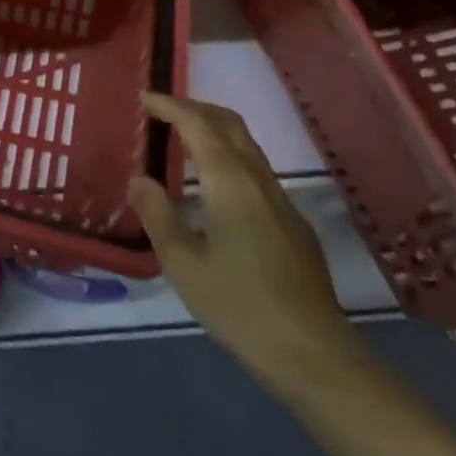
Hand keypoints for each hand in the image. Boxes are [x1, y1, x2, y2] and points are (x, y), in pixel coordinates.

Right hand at [130, 93, 359, 388]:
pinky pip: (256, 171)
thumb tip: (139, 179)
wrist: (315, 356)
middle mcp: (258, 179)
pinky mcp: (294, 224)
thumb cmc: (240, 306)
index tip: (143, 99)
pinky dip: (229, 157)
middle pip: (228, 123)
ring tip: (184, 142)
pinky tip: (216, 189)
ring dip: (214, 131)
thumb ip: (158, 215)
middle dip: (194, 108)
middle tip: (162, 111)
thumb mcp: (183, 264)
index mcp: (229, 181)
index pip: (197, 123)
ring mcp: (281, 201)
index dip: (169, 105)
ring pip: (246, 145)